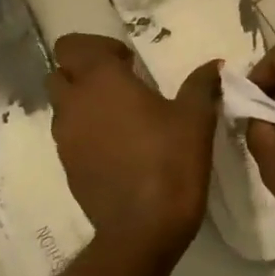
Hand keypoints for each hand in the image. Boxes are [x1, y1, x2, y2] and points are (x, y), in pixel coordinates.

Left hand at [47, 34, 221, 256]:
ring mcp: (65, 137)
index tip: (129, 63)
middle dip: (84, 72)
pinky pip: (68, 136)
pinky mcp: (67, 166)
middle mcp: (74, 103)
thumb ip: (201, 85)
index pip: (73, 45)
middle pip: (60, 72)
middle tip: (120, 85)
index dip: (97, 47)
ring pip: (61, 105)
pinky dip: (84, 131)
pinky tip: (116, 147)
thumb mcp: (195, 119)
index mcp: (101, 81)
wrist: (142, 229)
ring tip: (119, 117)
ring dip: (82, 102)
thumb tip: (214, 65)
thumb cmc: (170, 162)